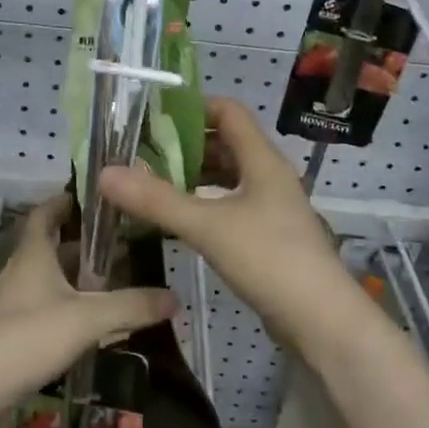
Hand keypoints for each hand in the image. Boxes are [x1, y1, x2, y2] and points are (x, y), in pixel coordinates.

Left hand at [0, 193, 175, 408]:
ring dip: (73, 278)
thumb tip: (174, 297)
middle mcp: (19, 271)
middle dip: (80, 244)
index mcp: (33, 254)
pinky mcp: (8, 334)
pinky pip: (42, 308)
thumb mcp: (87, 318)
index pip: (44, 214)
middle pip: (49, 247)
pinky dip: (65, 307)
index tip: (91, 196)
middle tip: (118, 244)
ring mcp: (11, 304)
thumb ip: (131, 306)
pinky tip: (87, 324)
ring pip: (47, 280)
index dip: (64, 201)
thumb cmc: (27, 336)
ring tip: (111, 282)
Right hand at [98, 98, 349, 343]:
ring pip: (228, 175)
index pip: (228, 112)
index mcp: (262, 160)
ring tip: (154, 182)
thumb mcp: (207, 226)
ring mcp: (272, 206)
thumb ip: (157, 200)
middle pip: (226, 143)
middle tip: (143, 153)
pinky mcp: (270, 235)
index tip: (154, 117)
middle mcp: (269, 175)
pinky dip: (205, 202)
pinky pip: (232, 204)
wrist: (322, 320)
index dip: (193, 107)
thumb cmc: (269, 259)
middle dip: (186, 144)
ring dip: (195, 174)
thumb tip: (106, 173)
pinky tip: (180, 218)